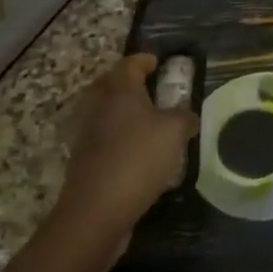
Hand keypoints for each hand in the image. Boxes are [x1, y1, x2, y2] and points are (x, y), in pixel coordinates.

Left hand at [54, 54, 197, 253]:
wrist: (96, 211)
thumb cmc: (138, 158)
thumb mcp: (174, 132)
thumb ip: (184, 117)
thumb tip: (187, 117)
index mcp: (119, 91)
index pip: (129, 65)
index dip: (143, 60)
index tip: (156, 61)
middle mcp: (99, 107)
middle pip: (109, 85)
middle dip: (127, 83)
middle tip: (148, 86)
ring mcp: (87, 135)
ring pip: (105, 112)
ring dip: (122, 111)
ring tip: (147, 120)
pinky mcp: (85, 161)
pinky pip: (103, 138)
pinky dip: (119, 137)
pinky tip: (137, 151)